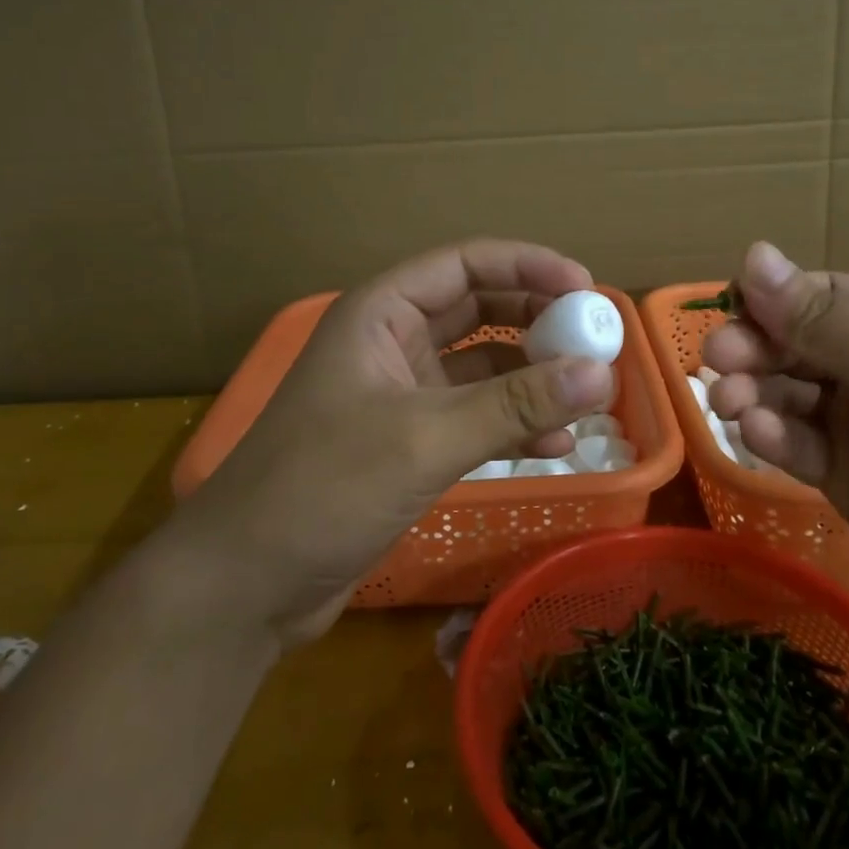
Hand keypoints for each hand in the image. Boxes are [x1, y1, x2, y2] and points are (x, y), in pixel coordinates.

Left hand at [172, 241, 615, 646]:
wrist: (246, 584)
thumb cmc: (323, 488)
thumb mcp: (426, 438)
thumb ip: (516, 404)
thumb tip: (602, 373)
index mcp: (381, 313)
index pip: (465, 264)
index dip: (528, 266)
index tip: (587, 288)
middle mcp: (392, 342)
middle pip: (480, 310)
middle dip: (538, 320)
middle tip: (596, 338)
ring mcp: (401, 395)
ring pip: (482, 366)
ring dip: (532, 376)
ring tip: (588, 395)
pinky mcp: (409, 443)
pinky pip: (475, 416)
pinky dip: (513, 424)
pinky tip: (555, 447)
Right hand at [703, 242, 848, 655]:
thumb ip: (819, 319)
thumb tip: (751, 253)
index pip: (813, 296)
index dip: (765, 303)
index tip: (726, 317)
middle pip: (789, 344)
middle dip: (751, 352)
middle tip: (716, 365)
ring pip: (782, 392)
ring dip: (751, 394)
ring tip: (731, 408)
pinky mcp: (842, 474)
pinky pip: (793, 442)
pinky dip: (771, 437)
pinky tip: (759, 438)